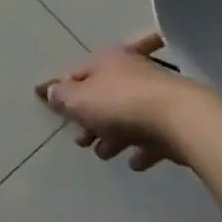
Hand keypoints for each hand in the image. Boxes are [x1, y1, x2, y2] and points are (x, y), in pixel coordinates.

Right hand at [35, 46, 196, 170]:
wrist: (180, 118)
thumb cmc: (121, 104)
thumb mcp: (79, 100)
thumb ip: (62, 97)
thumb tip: (52, 91)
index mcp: (104, 60)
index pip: (74, 72)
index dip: (57, 86)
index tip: (41, 96)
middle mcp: (129, 70)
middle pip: (101, 94)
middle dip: (88, 116)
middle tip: (80, 139)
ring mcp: (153, 93)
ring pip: (125, 114)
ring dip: (112, 133)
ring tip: (105, 153)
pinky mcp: (173, 117)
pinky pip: (150, 132)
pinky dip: (140, 145)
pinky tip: (135, 161)